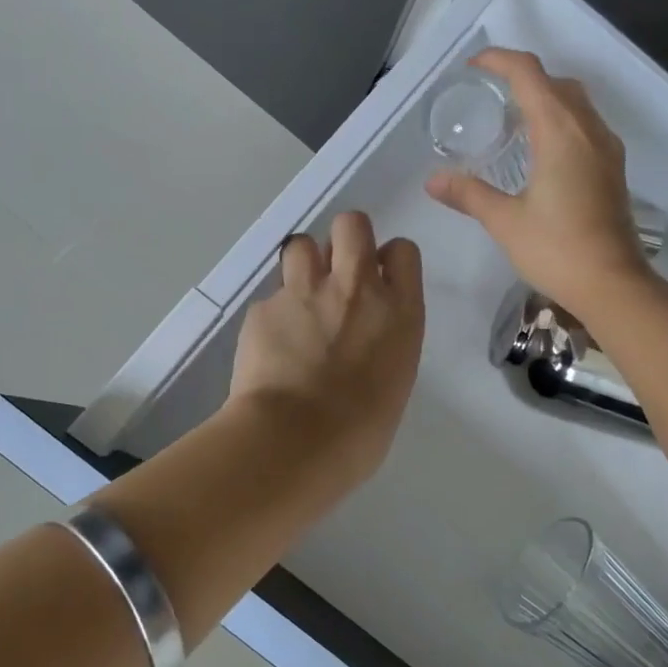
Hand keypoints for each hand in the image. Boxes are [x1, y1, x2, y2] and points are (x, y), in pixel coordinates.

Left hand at [227, 211, 425, 483]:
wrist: (295, 442)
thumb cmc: (360, 432)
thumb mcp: (393, 381)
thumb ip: (383, 343)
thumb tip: (363, 339)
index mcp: (399, 311)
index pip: (403, 251)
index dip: (388, 260)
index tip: (378, 280)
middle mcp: (356, 289)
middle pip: (352, 225)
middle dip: (345, 240)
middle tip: (337, 273)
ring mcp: (306, 293)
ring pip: (302, 244)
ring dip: (304, 265)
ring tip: (300, 300)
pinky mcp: (264, 308)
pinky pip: (271, 297)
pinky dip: (274, 314)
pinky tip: (272, 346)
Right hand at [426, 49, 653, 318]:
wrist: (613, 284)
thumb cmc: (557, 249)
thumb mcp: (505, 220)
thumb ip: (469, 194)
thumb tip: (433, 180)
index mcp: (560, 132)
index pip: (529, 75)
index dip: (499, 61)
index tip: (474, 67)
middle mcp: (588, 129)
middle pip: (556, 83)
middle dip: (523, 77)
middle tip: (491, 94)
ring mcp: (606, 148)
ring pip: (577, 103)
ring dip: (547, 97)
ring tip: (514, 118)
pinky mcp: (613, 168)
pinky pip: (586, 125)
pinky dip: (562, 120)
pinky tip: (543, 150)